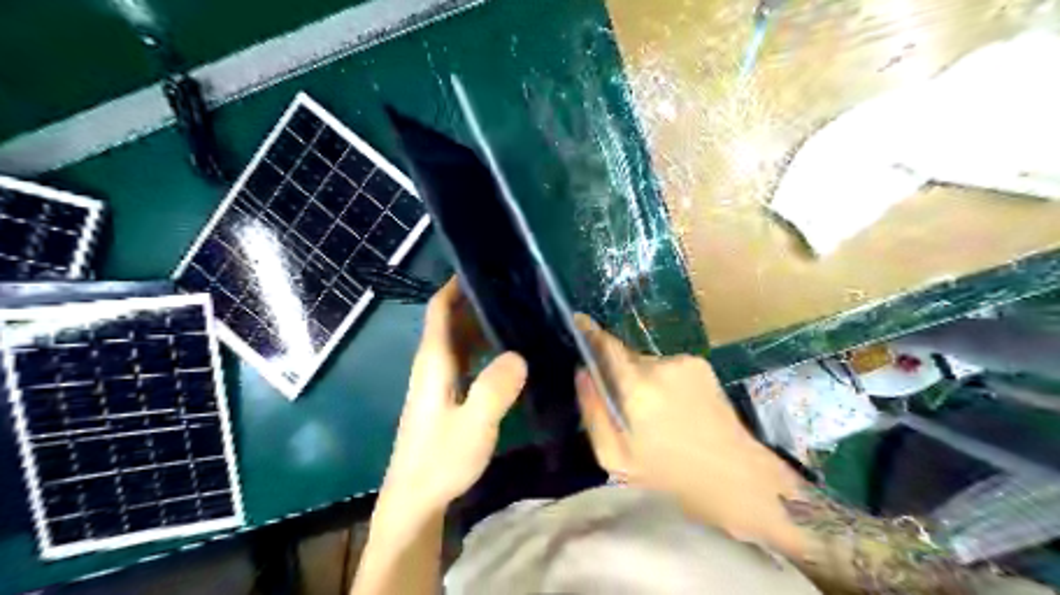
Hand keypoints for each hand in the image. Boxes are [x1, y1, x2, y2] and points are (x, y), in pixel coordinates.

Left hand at [381, 276, 529, 521]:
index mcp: (434, 361)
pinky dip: (483, 348)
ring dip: (482, 325)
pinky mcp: (446, 396)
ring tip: (517, 315)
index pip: (440, 309)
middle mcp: (433, 364)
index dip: (455, 286)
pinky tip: (507, 355)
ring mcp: (438, 381)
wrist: (416, 499)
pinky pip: (466, 359)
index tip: (483, 269)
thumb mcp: (474, 425)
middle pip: (451, 320)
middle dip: (476, 301)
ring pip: (459, 340)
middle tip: (514, 291)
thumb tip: (519, 355)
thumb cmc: (440, 460)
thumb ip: (494, 389)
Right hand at [577, 316, 799, 543]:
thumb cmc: (668, 475)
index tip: (578, 320)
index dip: (590, 332)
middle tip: (628, 407)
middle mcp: (660, 365)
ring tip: (659, 415)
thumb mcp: (616, 457)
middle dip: (621, 374)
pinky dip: (665, 382)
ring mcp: (685, 362)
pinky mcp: (702, 365)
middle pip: (627, 357)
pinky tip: (678, 409)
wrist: (735, 476)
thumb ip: (593, 411)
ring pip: (649, 363)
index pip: (607, 346)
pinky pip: (670, 367)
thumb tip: (583, 373)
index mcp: (637, 388)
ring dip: (645, 380)